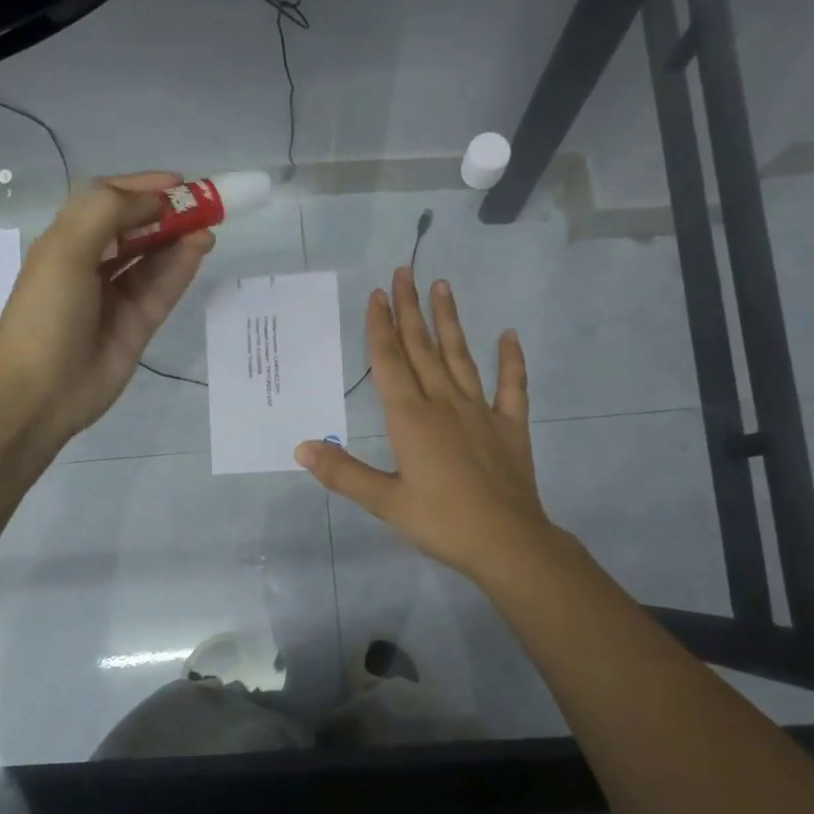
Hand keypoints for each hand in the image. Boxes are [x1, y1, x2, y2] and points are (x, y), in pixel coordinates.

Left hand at [0, 172, 212, 452]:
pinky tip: (200, 248)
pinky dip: (182, 267)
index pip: (108, 202)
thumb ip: (108, 212)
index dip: (142, 188)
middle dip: (168, 213)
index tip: (180, 182)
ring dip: (180, 238)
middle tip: (205, 204)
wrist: (40, 391)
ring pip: (154, 257)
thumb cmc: (46, 312)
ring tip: (209, 226)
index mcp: (67, 240)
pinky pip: (163, 287)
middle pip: (136, 228)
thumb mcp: (66, 248)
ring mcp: (117, 296)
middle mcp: (92, 263)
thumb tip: (155, 201)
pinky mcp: (138, 324)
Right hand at [294, 268, 556, 581]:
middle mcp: (444, 403)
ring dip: (449, 321)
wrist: (506, 542)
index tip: (378, 294)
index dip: (381, 326)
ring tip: (442, 286)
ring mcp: (481, 411)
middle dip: (410, 309)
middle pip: (422, 348)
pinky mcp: (511, 426)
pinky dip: (511, 360)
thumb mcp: (384, 502)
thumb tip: (301, 448)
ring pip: (461, 356)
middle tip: (404, 271)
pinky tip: (509, 335)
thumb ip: (343, 472)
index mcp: (411, 418)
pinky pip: (512, 386)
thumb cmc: (441, 522)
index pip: (390, 362)